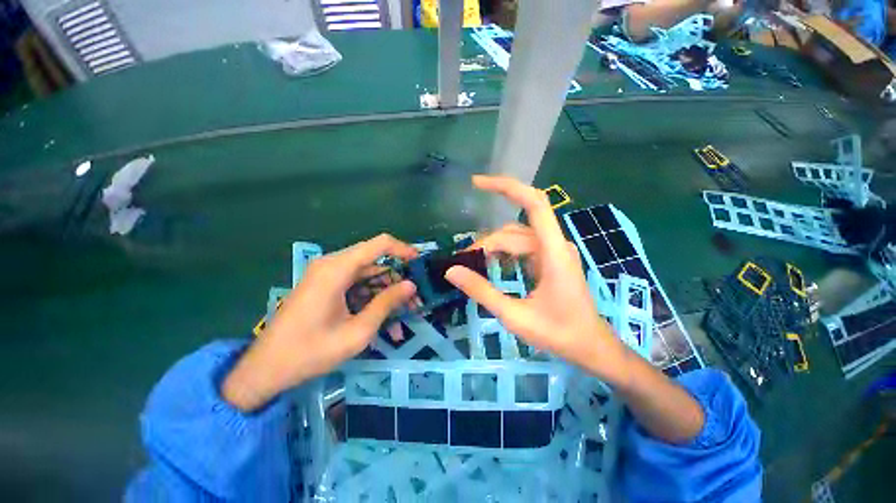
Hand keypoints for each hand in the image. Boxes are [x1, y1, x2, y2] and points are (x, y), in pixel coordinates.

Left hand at [222, 234, 418, 411]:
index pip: (380, 244)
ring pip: (368, 274)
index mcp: (337, 268)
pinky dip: (371, 298)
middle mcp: (332, 264)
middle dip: (398, 280)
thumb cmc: (310, 352)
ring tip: (403, 316)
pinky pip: (356, 285)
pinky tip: (382, 320)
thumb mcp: (357, 331)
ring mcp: (327, 275)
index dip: (403, 249)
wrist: (265, 369)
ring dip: (386, 292)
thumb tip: (411, 285)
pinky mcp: (325, 286)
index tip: (420, 264)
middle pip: (375, 261)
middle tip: (414, 301)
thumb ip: (386, 304)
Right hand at [445, 175, 627, 381]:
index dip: (506, 187)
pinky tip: (493, 266)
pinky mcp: (550, 260)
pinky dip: (504, 254)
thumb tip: (451, 272)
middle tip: (463, 262)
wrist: (590, 347)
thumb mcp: (514, 315)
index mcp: (553, 252)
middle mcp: (555, 245)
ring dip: (494, 248)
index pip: (533, 203)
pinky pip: (523, 248)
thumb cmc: (558, 334)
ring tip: (474, 265)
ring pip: (516, 238)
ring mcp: (554, 252)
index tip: (477, 184)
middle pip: (513, 230)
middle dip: (486, 242)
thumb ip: (482, 291)